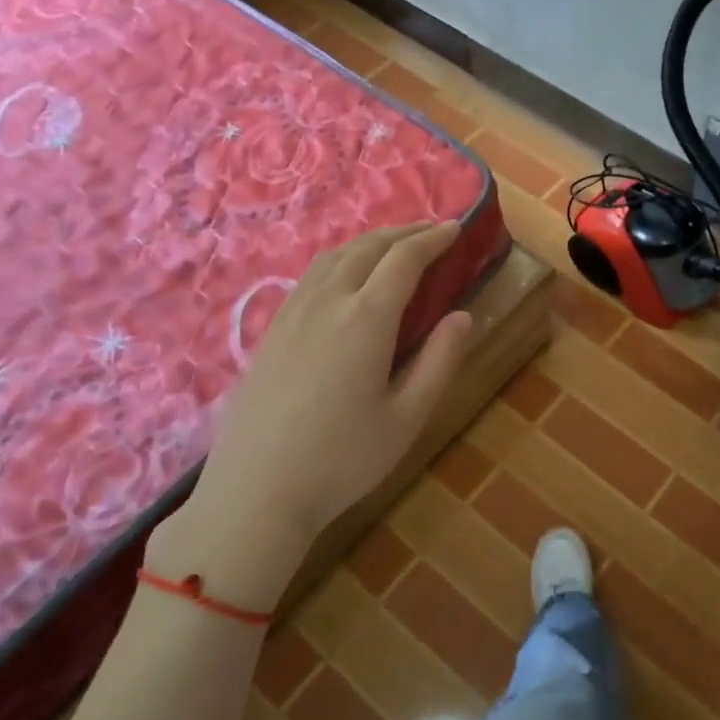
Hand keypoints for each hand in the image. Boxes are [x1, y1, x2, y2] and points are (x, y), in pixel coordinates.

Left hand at [147, 221, 472, 610]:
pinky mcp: (271, 331)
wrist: (256, 491)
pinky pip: (311, 275)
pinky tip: (346, 276)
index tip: (456, 228)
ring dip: (370, 241)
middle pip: (368, 248)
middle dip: (405, 232)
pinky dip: (340, 258)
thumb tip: (462, 316)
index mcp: (366, 319)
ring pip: (334, 256)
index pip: (404, 261)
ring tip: (394, 244)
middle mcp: (327, 303)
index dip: (433, 239)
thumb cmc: (343, 459)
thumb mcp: (408, 416)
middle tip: (433, 229)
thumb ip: (440, 360)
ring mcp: (292, 314)